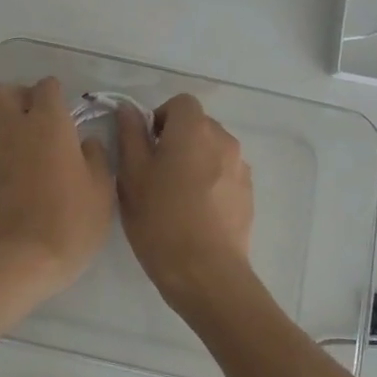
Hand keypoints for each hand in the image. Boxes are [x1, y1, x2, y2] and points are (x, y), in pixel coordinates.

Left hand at [0, 77, 115, 287]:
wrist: (24, 258)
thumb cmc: (71, 221)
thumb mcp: (101, 189)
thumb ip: (96, 157)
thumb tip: (86, 142)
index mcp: (49, 124)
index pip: (46, 87)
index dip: (58, 93)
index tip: (70, 112)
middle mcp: (17, 129)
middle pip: (3, 93)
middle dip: (19, 95)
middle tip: (41, 116)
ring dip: (6, 117)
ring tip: (29, 138)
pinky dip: (3, 143)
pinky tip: (24, 164)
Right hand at [116, 94, 255, 306]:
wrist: (206, 273)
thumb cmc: (160, 220)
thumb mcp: (132, 176)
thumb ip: (130, 136)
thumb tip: (128, 111)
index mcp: (194, 130)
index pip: (180, 103)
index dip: (160, 117)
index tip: (146, 145)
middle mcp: (224, 140)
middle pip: (198, 125)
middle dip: (177, 139)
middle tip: (155, 172)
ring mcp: (241, 168)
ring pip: (212, 151)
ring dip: (195, 161)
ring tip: (176, 195)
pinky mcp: (248, 194)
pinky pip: (225, 174)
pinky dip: (210, 182)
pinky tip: (195, 213)